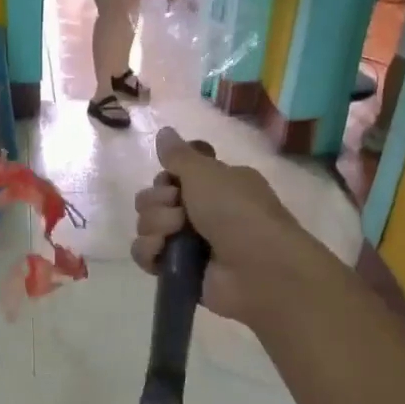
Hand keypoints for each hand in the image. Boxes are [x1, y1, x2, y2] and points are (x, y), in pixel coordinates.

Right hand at [132, 127, 316, 323]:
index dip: (165, 180)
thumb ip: (179, 156)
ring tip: (175, 235)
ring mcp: (189, 244)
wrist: (258, 268)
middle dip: (157, 203)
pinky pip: (146, 255)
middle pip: (154, 201)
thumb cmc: (237, 212)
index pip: (172, 177)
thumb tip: (164, 132)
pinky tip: (161, 252)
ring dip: (155, 226)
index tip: (174, 184)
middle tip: (179, 212)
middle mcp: (202, 213)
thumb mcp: (208, 174)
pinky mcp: (178, 271)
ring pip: (147, 227)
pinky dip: (149, 252)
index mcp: (215, 186)